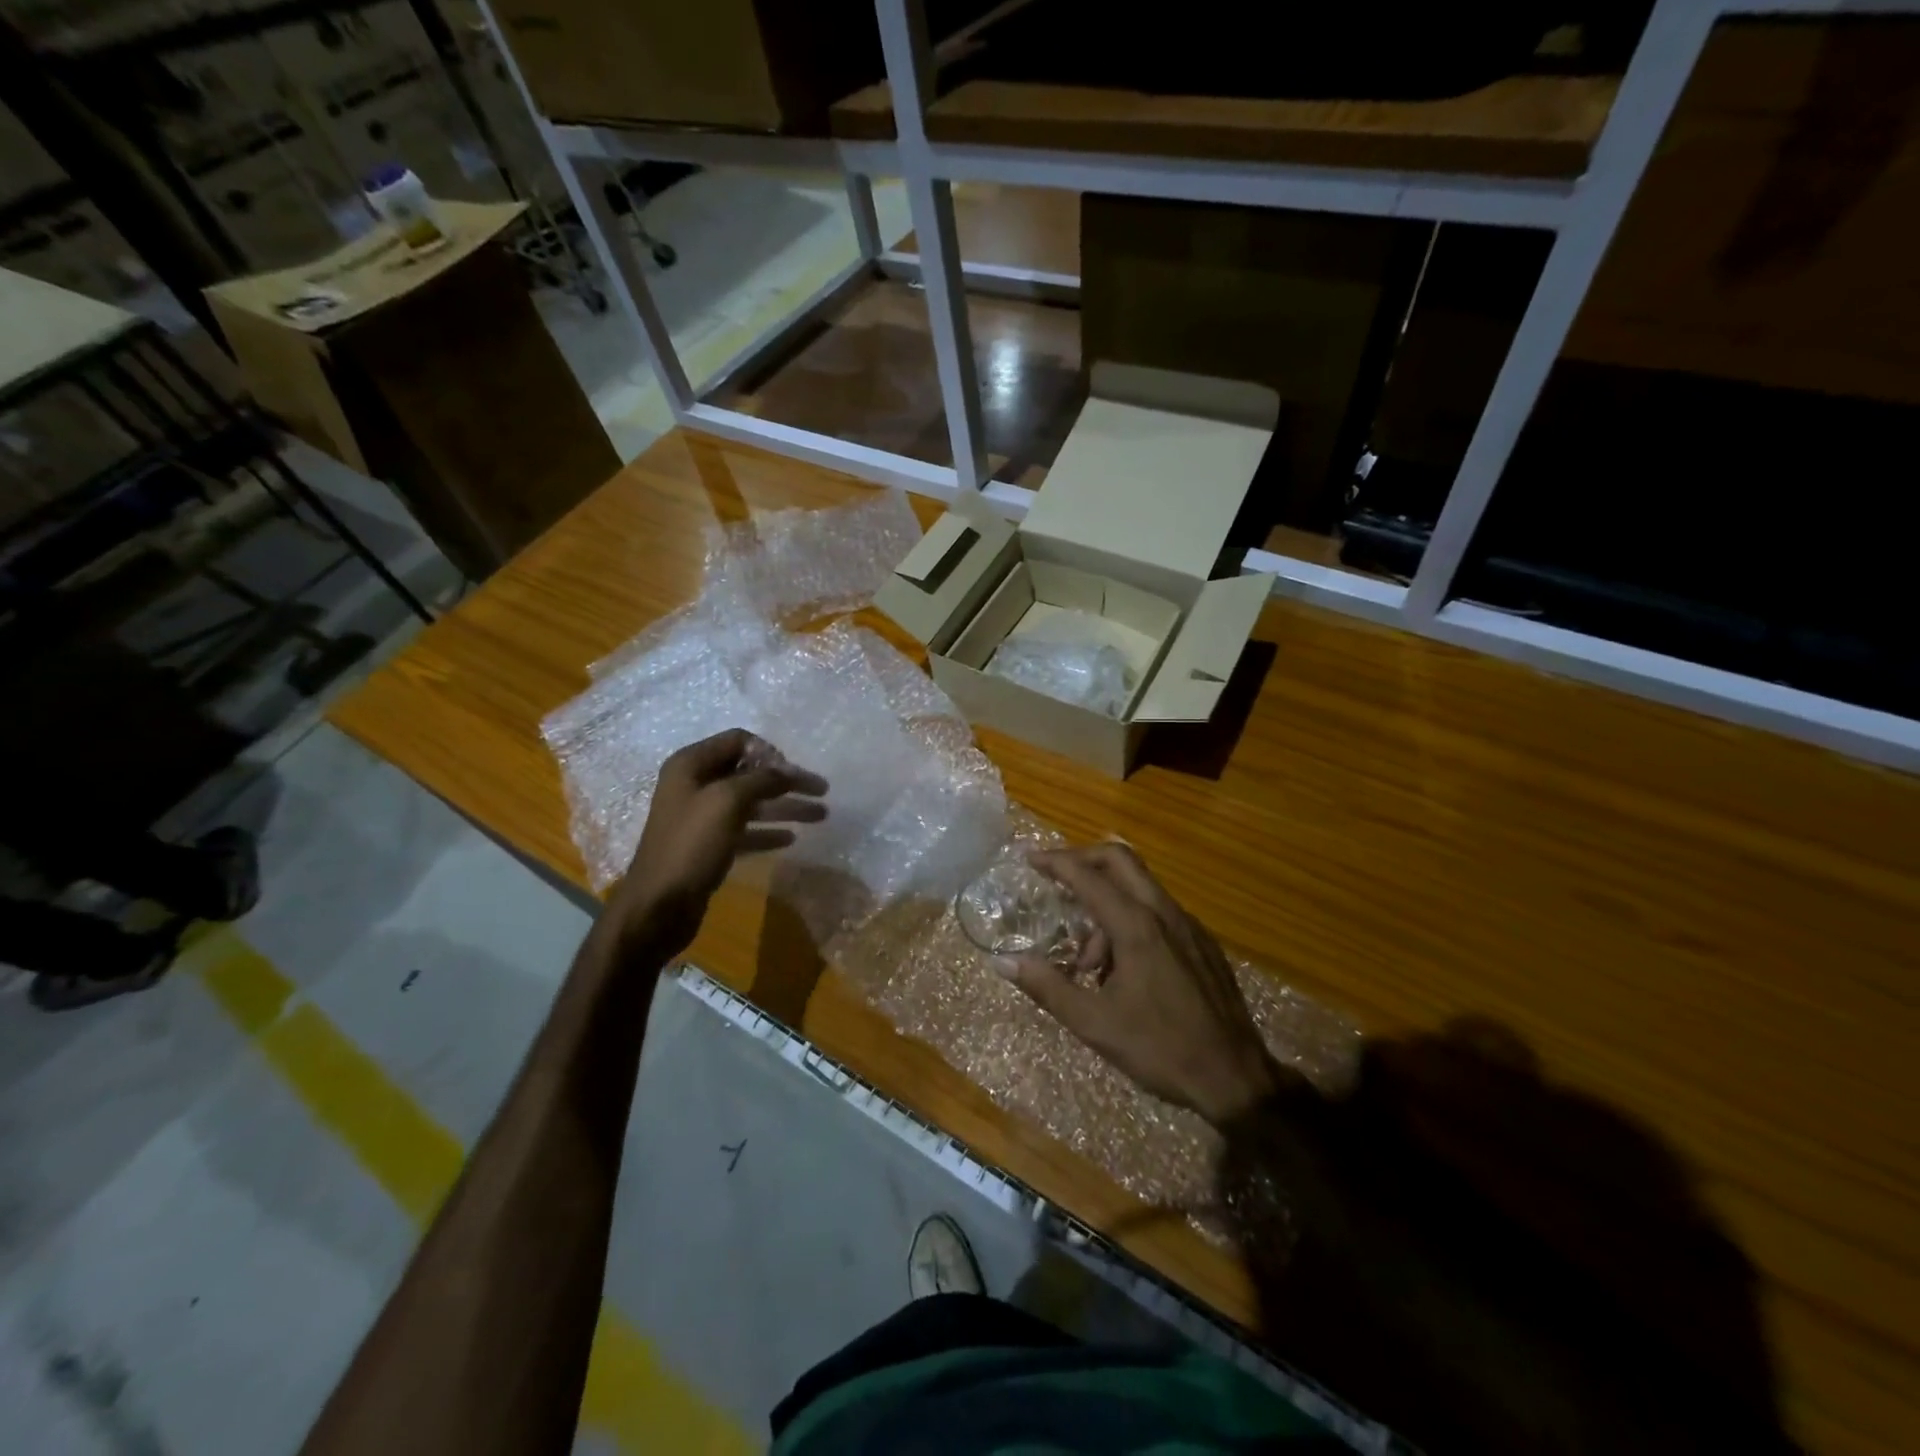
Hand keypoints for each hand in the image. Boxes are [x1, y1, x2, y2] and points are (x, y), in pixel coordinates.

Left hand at [605, 729, 827, 957]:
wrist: (658, 905)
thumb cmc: (690, 845)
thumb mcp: (727, 801)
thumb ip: (762, 779)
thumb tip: (789, 770)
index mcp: (691, 765)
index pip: (738, 740)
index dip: (769, 752)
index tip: (793, 772)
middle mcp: (695, 785)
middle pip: (750, 773)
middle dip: (786, 781)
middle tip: (821, 791)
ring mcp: (702, 817)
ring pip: (752, 803)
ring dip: (785, 806)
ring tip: (820, 815)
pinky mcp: (709, 846)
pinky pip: (745, 831)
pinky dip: (768, 831)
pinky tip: (791, 838)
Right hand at [1000, 842, 1283, 1125]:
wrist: (1236, 1077)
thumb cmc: (1160, 1049)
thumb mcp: (1094, 1024)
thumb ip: (1047, 986)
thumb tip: (1002, 960)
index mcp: (1136, 926)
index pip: (1088, 876)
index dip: (1055, 862)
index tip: (1030, 859)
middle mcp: (1164, 913)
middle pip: (1120, 859)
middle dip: (1083, 860)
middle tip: (1056, 880)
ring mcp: (1188, 925)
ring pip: (1140, 887)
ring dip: (1106, 903)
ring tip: (1089, 962)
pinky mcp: (1202, 942)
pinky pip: (1158, 910)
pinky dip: (1130, 918)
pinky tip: (1123, 967)